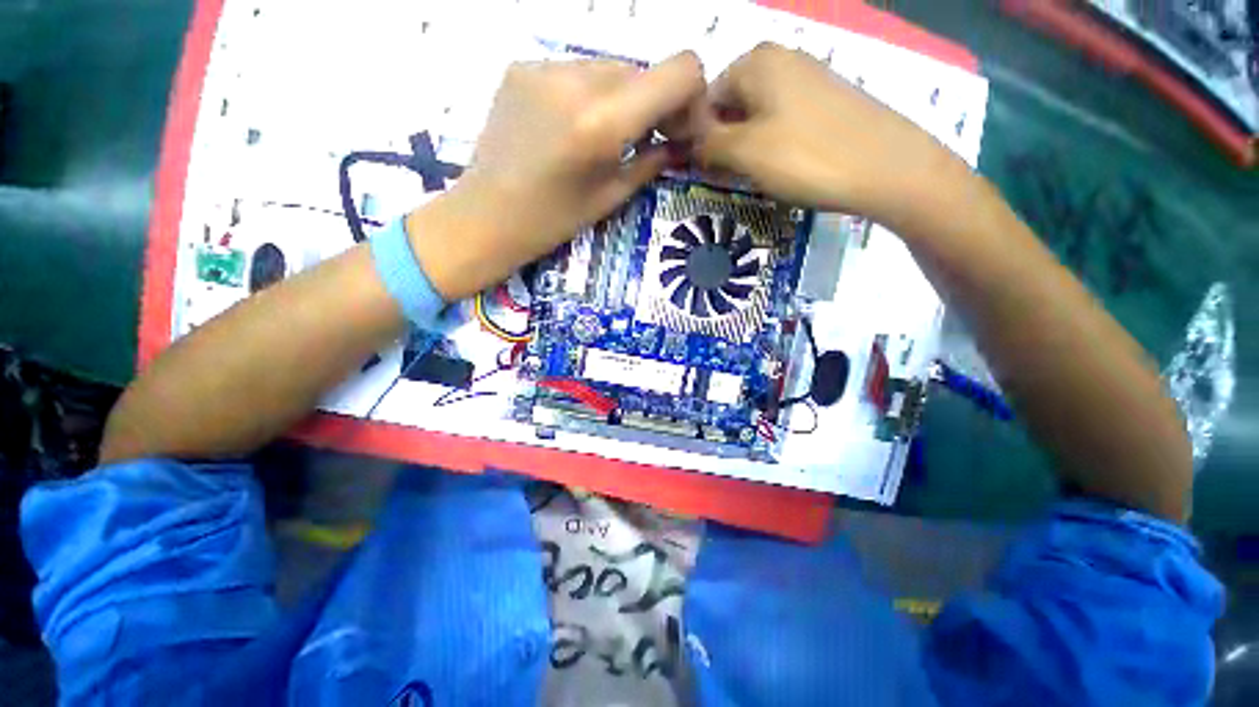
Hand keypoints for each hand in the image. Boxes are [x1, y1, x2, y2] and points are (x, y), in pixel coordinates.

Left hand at [411, 52, 705, 299]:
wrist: (486, 216)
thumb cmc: (553, 220)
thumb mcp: (611, 197)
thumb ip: (653, 161)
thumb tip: (680, 142)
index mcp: (605, 122)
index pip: (680, 70)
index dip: (690, 94)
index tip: (678, 127)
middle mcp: (577, 79)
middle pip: (642, 70)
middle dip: (651, 102)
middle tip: (642, 139)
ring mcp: (545, 66)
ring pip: (609, 67)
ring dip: (618, 98)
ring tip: (600, 138)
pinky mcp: (522, 66)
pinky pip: (574, 71)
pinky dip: (586, 94)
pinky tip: (569, 127)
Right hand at [692, 43, 958, 223]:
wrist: (887, 168)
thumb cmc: (806, 157)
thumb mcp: (744, 153)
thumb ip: (708, 143)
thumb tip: (690, 142)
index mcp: (756, 61)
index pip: (706, 97)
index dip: (700, 135)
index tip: (704, 168)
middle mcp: (782, 59)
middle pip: (733, 104)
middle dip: (725, 141)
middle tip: (730, 175)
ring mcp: (809, 77)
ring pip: (758, 114)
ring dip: (748, 146)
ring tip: (757, 175)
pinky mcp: (828, 100)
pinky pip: (784, 120)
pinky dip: (774, 144)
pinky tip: (784, 166)